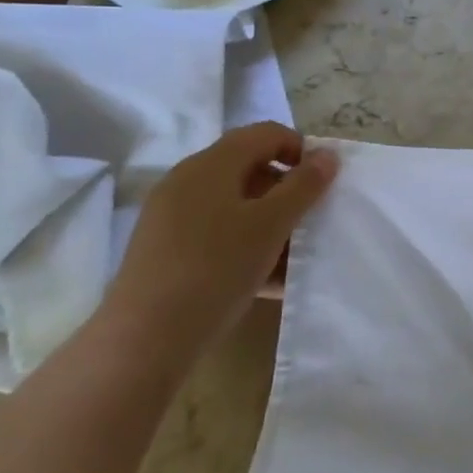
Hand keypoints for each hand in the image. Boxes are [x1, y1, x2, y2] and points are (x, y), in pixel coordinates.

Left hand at [101, 123, 338, 362]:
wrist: (145, 338)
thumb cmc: (216, 268)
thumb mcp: (271, 224)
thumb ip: (304, 186)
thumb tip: (328, 155)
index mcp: (211, 165)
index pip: (265, 133)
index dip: (301, 149)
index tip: (322, 184)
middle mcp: (187, 181)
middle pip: (250, 168)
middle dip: (287, 191)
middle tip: (311, 221)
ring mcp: (172, 216)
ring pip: (235, 205)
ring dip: (270, 222)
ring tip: (293, 257)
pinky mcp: (166, 249)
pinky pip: (217, 233)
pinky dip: (246, 244)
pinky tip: (267, 279)